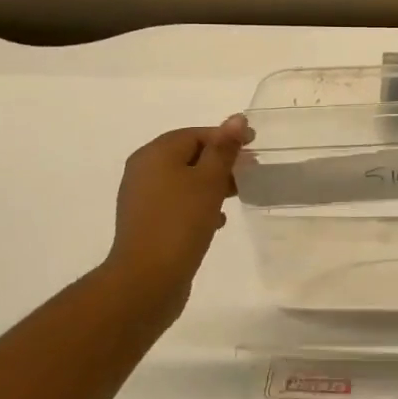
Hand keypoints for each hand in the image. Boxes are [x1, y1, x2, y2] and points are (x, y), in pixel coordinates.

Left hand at [102, 115, 249, 316]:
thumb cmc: (181, 222)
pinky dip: (198, 205)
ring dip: (212, 185)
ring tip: (237, 196)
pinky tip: (217, 221)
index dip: (226, 137)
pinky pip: (178, 203)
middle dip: (221, 162)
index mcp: (155, 154)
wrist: (147, 279)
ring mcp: (143, 198)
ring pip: (184, 181)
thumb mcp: (209, 181)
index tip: (254, 148)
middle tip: (249, 173)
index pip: (196, 133)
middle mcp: (143, 170)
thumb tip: (236, 119)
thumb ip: (223, 149)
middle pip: (189, 155)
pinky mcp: (147, 223)